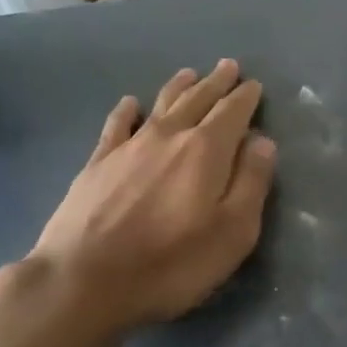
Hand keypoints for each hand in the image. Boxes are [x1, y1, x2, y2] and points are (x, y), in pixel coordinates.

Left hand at [0, 60, 277, 340]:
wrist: (84, 280)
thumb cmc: (171, 263)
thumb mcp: (233, 232)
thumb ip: (251, 182)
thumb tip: (262, 141)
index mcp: (207, 151)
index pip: (232, 113)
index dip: (245, 98)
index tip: (253, 84)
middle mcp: (169, 137)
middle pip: (197, 100)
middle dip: (216, 83)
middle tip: (228, 66)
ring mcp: (129, 147)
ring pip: (160, 105)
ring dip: (178, 87)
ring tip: (189, 73)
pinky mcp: (97, 163)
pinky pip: (117, 125)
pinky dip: (127, 110)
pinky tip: (130, 103)